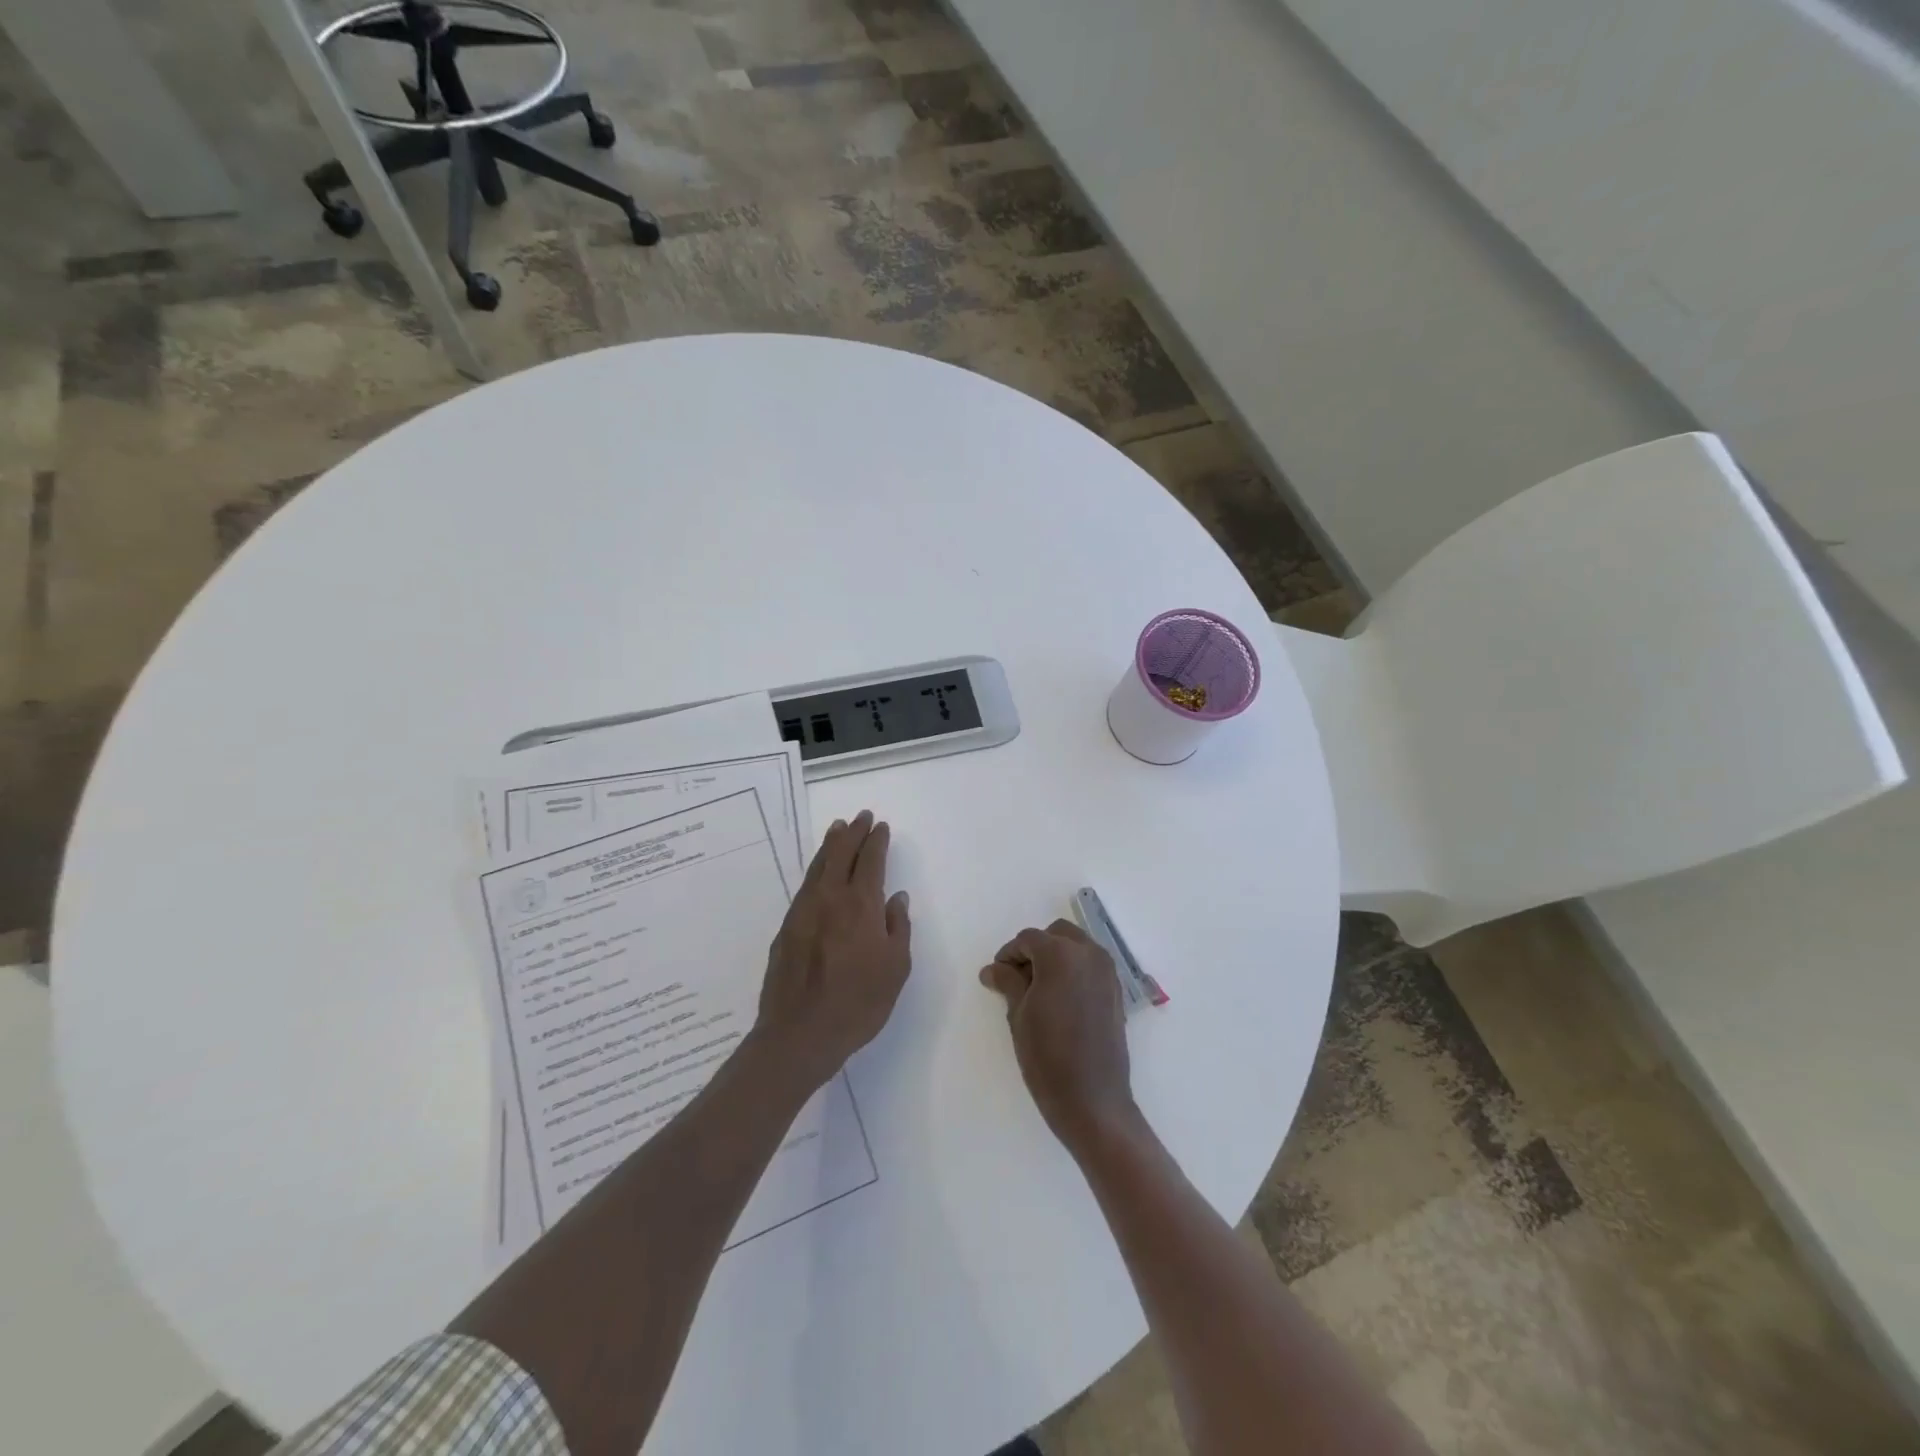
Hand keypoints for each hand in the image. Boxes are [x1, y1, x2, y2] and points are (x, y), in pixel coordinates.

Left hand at [755, 811, 911, 1091]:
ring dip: (831, 845)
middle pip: (841, 854)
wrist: (800, 1034)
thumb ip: (898, 927)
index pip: (870, 861)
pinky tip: (819, 872)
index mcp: (861, 905)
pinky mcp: (786, 928)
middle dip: (853, 833)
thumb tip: (895, 897)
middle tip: (861, 817)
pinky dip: (816, 869)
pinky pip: (805, 886)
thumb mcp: (896, 969)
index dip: (876, 841)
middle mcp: (830, 899)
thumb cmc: (858, 1004)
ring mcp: (804, 912)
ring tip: (838, 829)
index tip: (881, 826)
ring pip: (818, 866)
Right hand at [979, 919, 1137, 1154]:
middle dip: (1036, 950)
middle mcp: (1088, 954)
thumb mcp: (1018, 1015)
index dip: (1008, 954)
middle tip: (1018, 979)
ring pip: (1077, 947)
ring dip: (1057, 958)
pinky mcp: (1116, 991)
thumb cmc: (1047, 1056)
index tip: (996, 976)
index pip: (1028, 939)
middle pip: (1056, 935)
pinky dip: (1075, 971)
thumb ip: (1007, 982)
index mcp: (1060, 955)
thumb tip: (993, 969)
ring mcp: (1107, 972)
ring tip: (1039, 990)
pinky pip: (1091, 966)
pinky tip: (1061, 1000)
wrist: (1092, 1100)